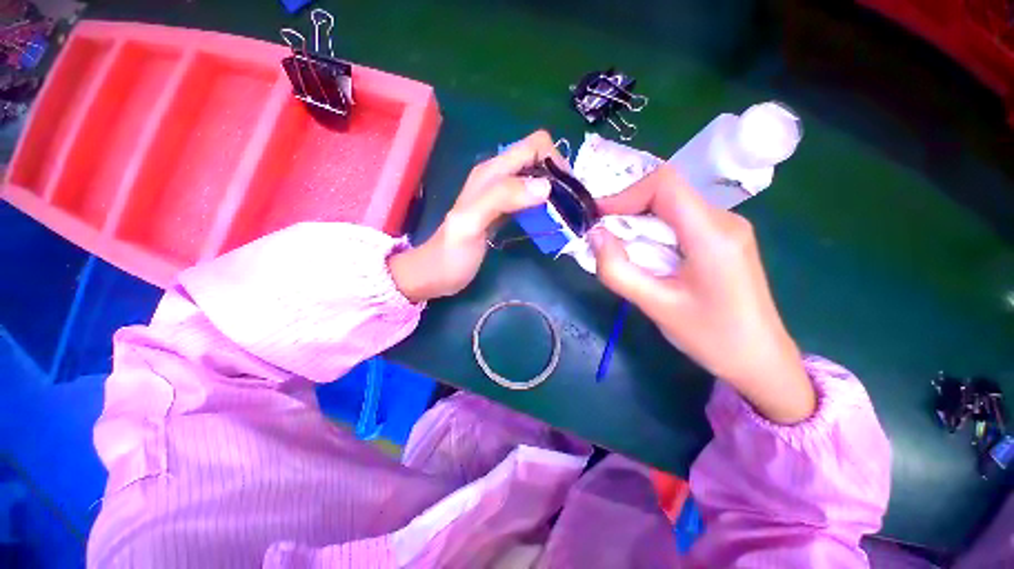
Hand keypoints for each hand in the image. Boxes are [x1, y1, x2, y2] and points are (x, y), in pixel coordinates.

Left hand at [389, 130, 562, 302]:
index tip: (567, 192)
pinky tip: (550, 221)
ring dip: (555, 193)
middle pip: (539, 161)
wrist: (435, 274)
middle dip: (559, 179)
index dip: (556, 162)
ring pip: (537, 180)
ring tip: (566, 215)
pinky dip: (545, 206)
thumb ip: (501, 198)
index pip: (535, 146)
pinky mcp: (504, 211)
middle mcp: (498, 177)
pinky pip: (531, 199)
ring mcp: (501, 195)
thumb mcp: (471, 224)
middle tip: (570, 208)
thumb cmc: (451, 254)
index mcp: (492, 172)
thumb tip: (545, 186)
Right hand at [590, 165, 814, 423]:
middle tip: (600, 233)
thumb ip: (618, 270)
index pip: (665, 184)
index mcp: (712, 234)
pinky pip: (679, 221)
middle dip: (626, 208)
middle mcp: (723, 220)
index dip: (624, 194)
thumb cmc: (710, 337)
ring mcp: (725, 228)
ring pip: (671, 205)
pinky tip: (641, 252)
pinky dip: (651, 229)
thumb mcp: (655, 306)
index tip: (597, 216)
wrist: (759, 359)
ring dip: (637, 219)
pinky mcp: (721, 239)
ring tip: (615, 245)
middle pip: (666, 192)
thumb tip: (594, 235)